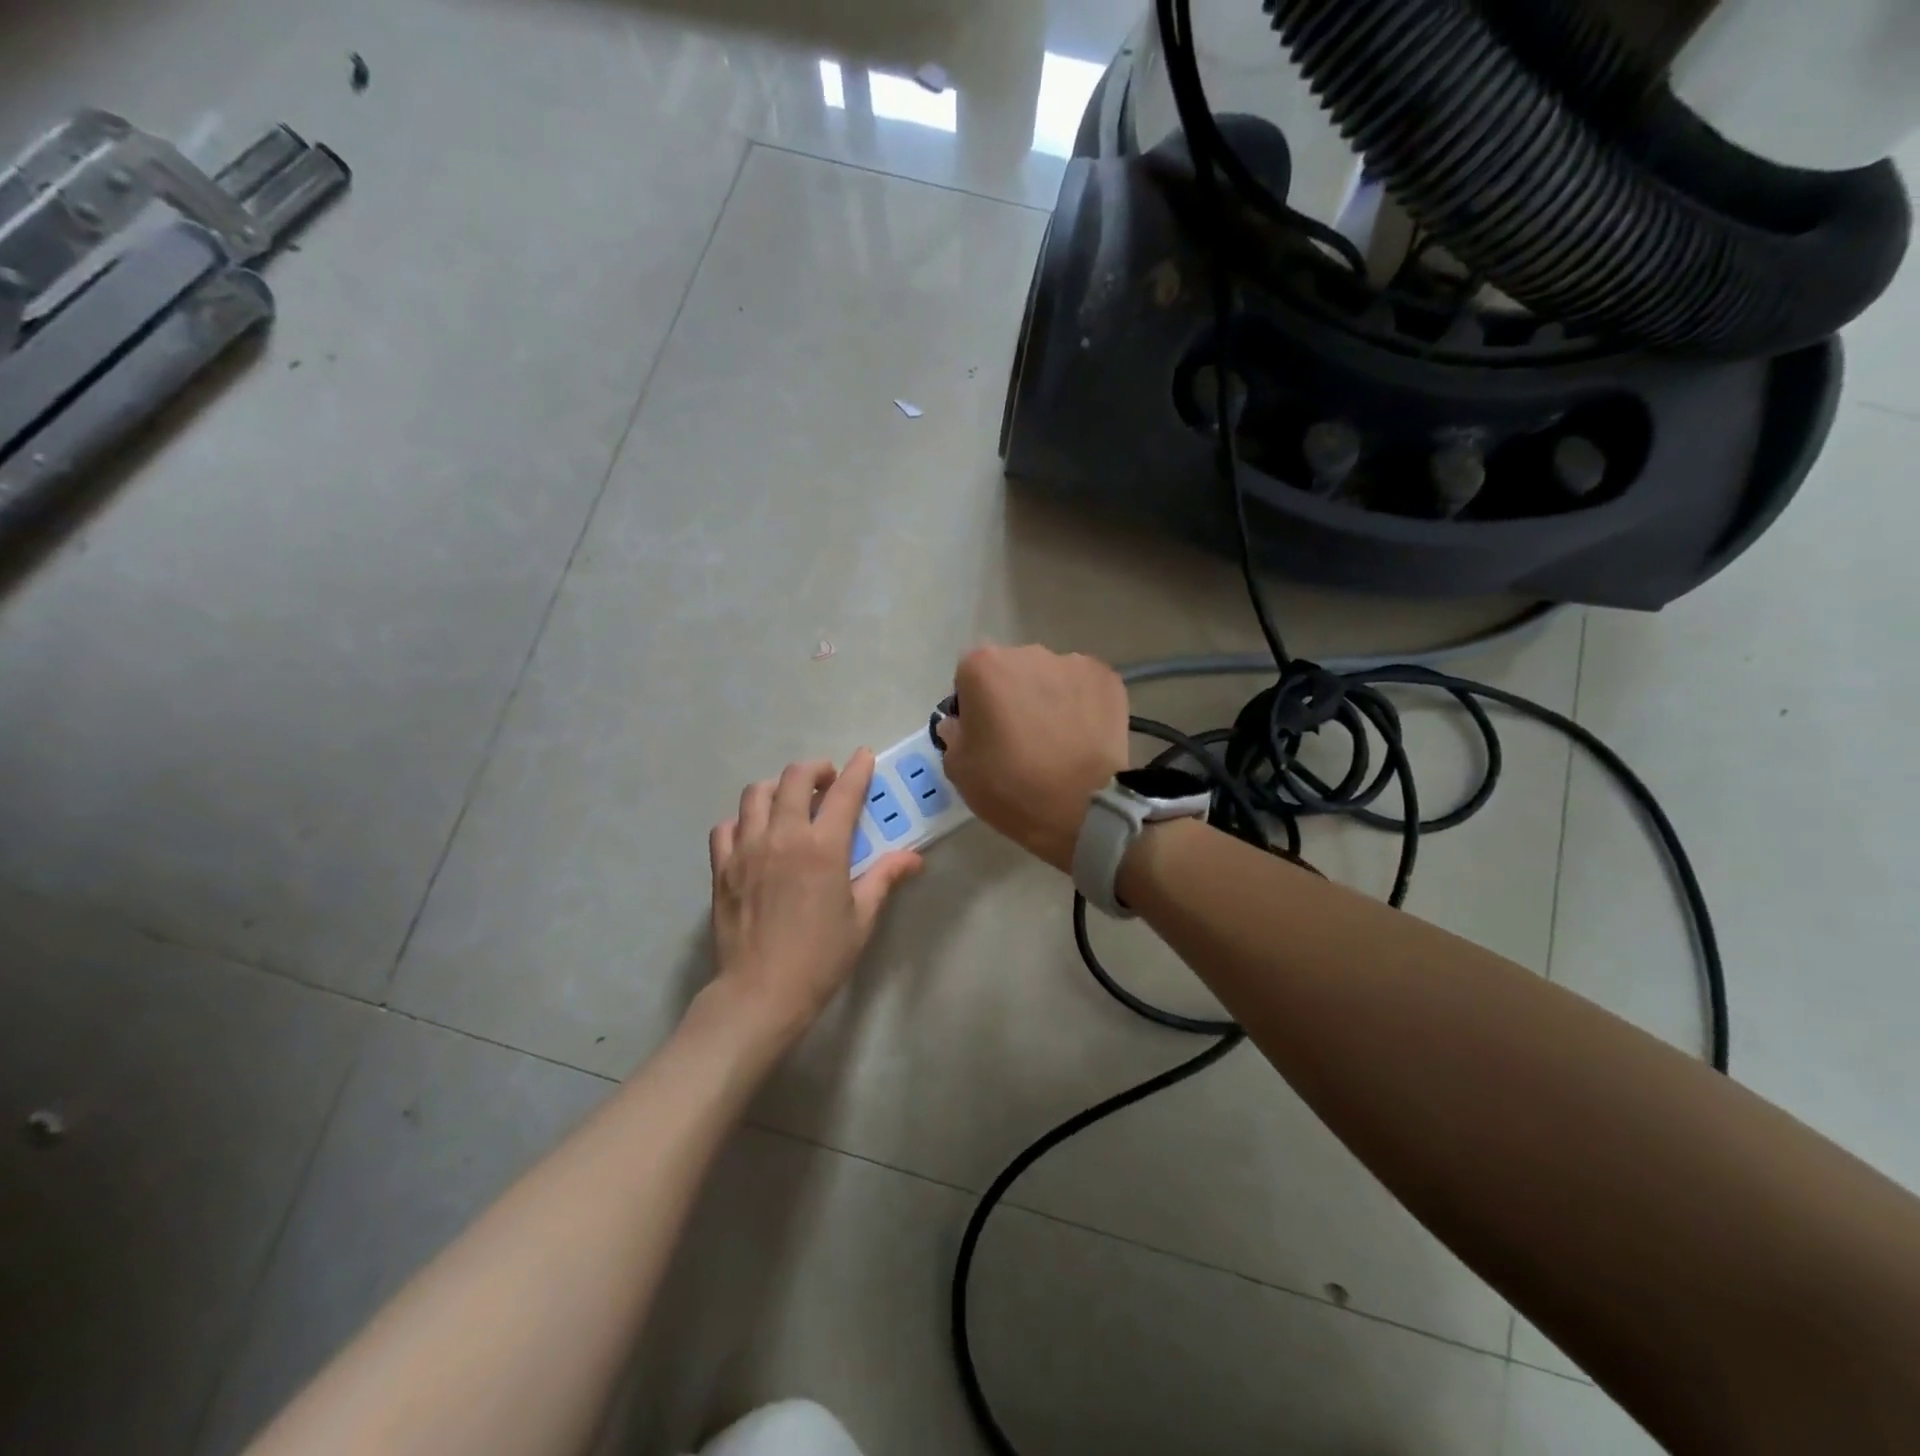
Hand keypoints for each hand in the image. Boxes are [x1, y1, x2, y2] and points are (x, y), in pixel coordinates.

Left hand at [707, 751, 922, 1047]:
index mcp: (823, 847)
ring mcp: (746, 849)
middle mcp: (782, 836)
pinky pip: (726, 827)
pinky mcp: (722, 867)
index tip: (864, 757)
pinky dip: (742, 821)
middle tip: (827, 781)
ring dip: (776, 788)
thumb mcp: (861, 918)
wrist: (760, 993)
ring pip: (755, 794)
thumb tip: (914, 858)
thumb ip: (884, 878)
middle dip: (815, 769)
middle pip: (794, 778)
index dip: (857, 769)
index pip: (844, 792)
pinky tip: (754, 835)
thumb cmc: (820, 957)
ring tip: (789, 802)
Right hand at [939, 645, 1129, 871]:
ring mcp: (1072, 663)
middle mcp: (1027, 653)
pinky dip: (1081, 705)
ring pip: (1050, 677)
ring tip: (1058, 740)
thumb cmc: (1011, 787)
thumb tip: (961, 723)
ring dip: (1048, 699)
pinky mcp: (1107, 679)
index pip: (968, 677)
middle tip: (1021, 738)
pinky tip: (1083, 736)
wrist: (1083, 808)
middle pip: (1011, 670)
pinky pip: (1084, 687)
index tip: (984, 734)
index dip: (973, 705)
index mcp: (983, 667)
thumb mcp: (959, 769)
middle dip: (1012, 695)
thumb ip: (953, 734)